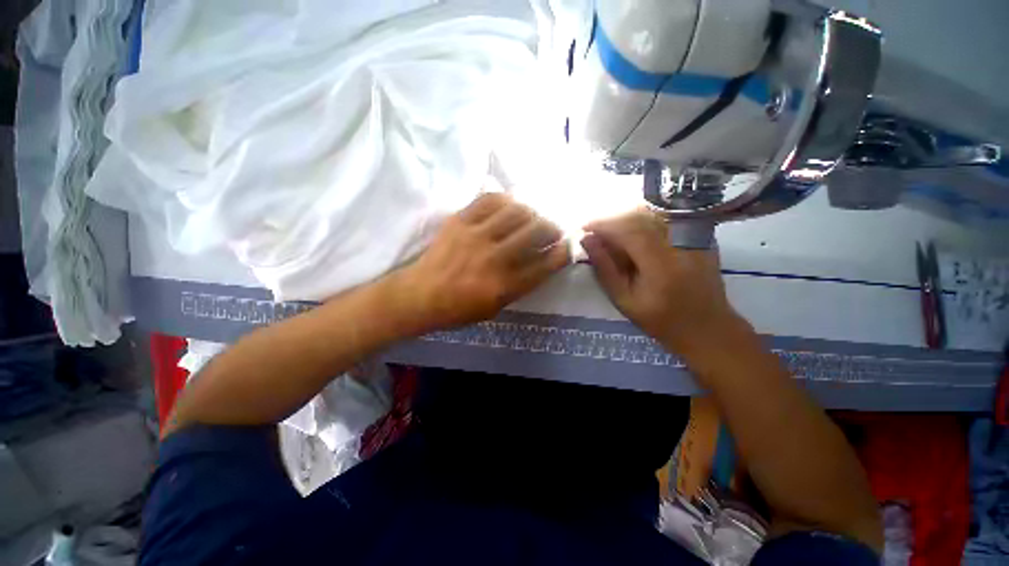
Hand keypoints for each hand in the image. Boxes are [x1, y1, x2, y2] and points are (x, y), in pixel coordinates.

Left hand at [394, 193, 569, 331]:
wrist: (420, 295)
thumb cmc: (459, 309)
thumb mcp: (496, 308)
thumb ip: (521, 285)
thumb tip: (542, 260)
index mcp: (504, 286)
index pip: (545, 264)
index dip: (562, 252)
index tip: (567, 245)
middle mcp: (494, 258)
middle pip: (535, 231)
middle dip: (552, 228)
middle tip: (553, 229)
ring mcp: (476, 236)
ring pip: (516, 211)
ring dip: (532, 212)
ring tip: (533, 216)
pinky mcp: (459, 221)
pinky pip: (489, 199)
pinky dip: (506, 200)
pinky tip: (510, 205)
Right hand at [582, 211, 743, 356]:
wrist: (707, 327)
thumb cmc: (661, 320)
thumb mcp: (624, 300)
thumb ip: (605, 268)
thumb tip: (587, 240)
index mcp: (662, 264)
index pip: (629, 230)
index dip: (604, 224)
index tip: (584, 227)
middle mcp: (681, 243)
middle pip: (641, 216)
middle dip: (613, 219)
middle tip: (594, 230)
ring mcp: (695, 236)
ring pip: (654, 212)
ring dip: (627, 217)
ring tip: (611, 231)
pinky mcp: (700, 235)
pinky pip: (667, 217)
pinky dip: (645, 219)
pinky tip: (634, 232)